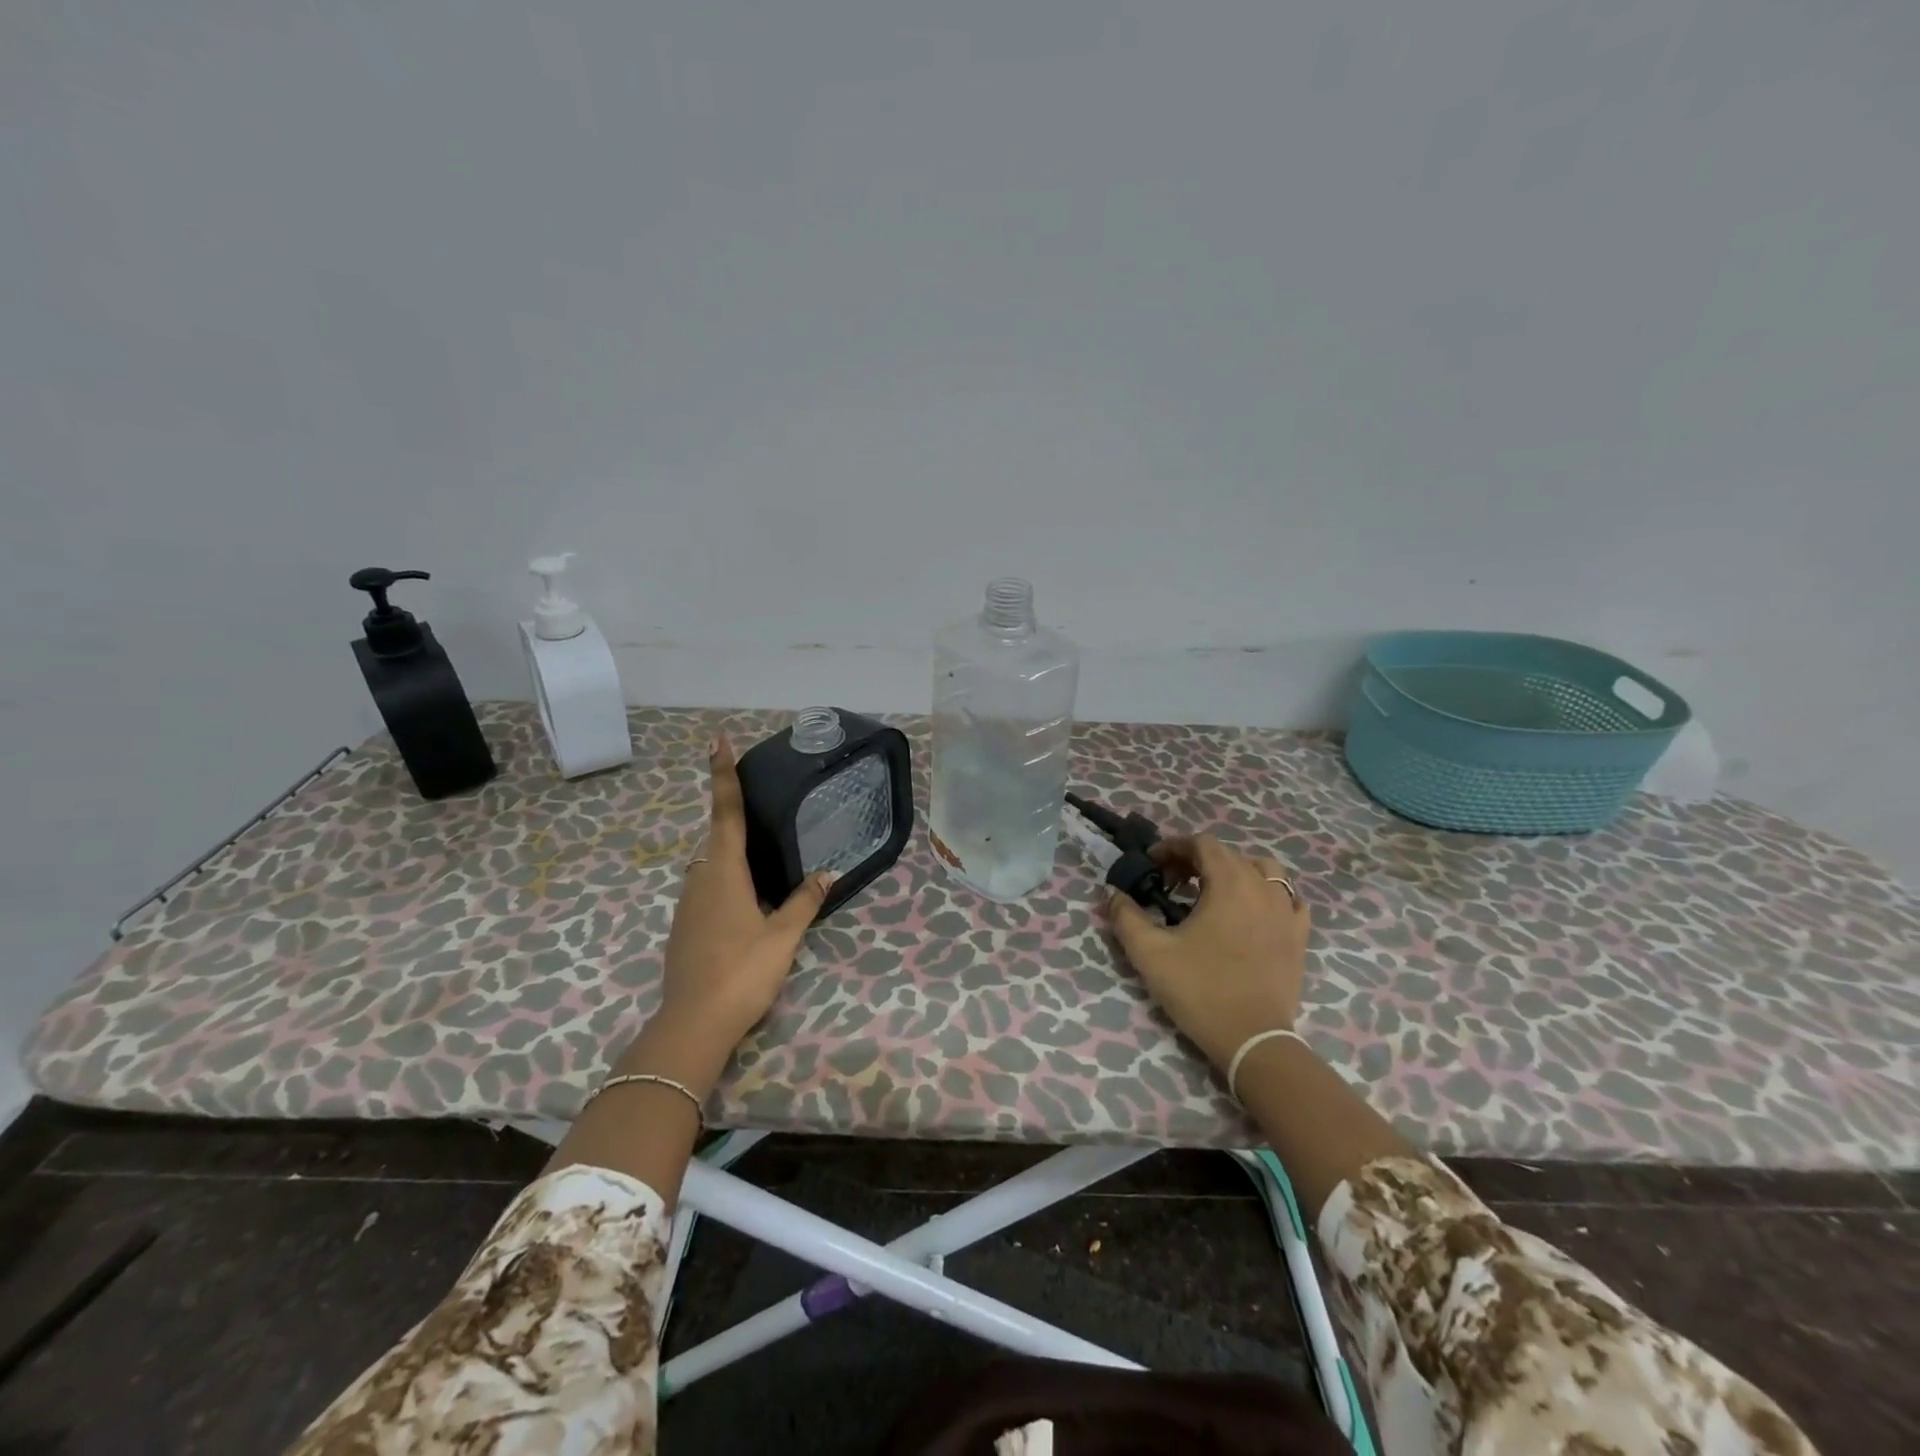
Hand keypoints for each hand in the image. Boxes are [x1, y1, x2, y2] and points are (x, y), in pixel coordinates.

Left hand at [656, 733, 832, 1066]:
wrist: (692, 1024)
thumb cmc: (741, 972)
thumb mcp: (782, 937)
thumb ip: (804, 901)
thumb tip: (829, 873)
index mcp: (724, 872)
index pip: (726, 812)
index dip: (723, 775)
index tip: (717, 741)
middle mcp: (700, 880)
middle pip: (717, 837)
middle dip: (733, 818)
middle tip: (759, 806)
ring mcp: (687, 904)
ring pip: (711, 866)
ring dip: (731, 856)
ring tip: (762, 863)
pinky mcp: (683, 927)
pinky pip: (706, 889)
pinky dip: (725, 882)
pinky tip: (746, 904)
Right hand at [1104, 833, 1309, 1072]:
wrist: (1254, 1040)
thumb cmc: (1200, 990)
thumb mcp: (1150, 953)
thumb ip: (1126, 916)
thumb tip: (1113, 894)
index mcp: (1229, 883)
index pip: (1201, 843)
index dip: (1173, 847)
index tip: (1151, 865)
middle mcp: (1262, 887)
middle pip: (1229, 854)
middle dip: (1196, 860)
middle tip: (1171, 884)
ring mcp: (1287, 911)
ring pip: (1263, 871)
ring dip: (1234, 872)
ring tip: (1213, 894)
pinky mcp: (1299, 936)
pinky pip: (1288, 899)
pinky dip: (1267, 895)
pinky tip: (1252, 913)